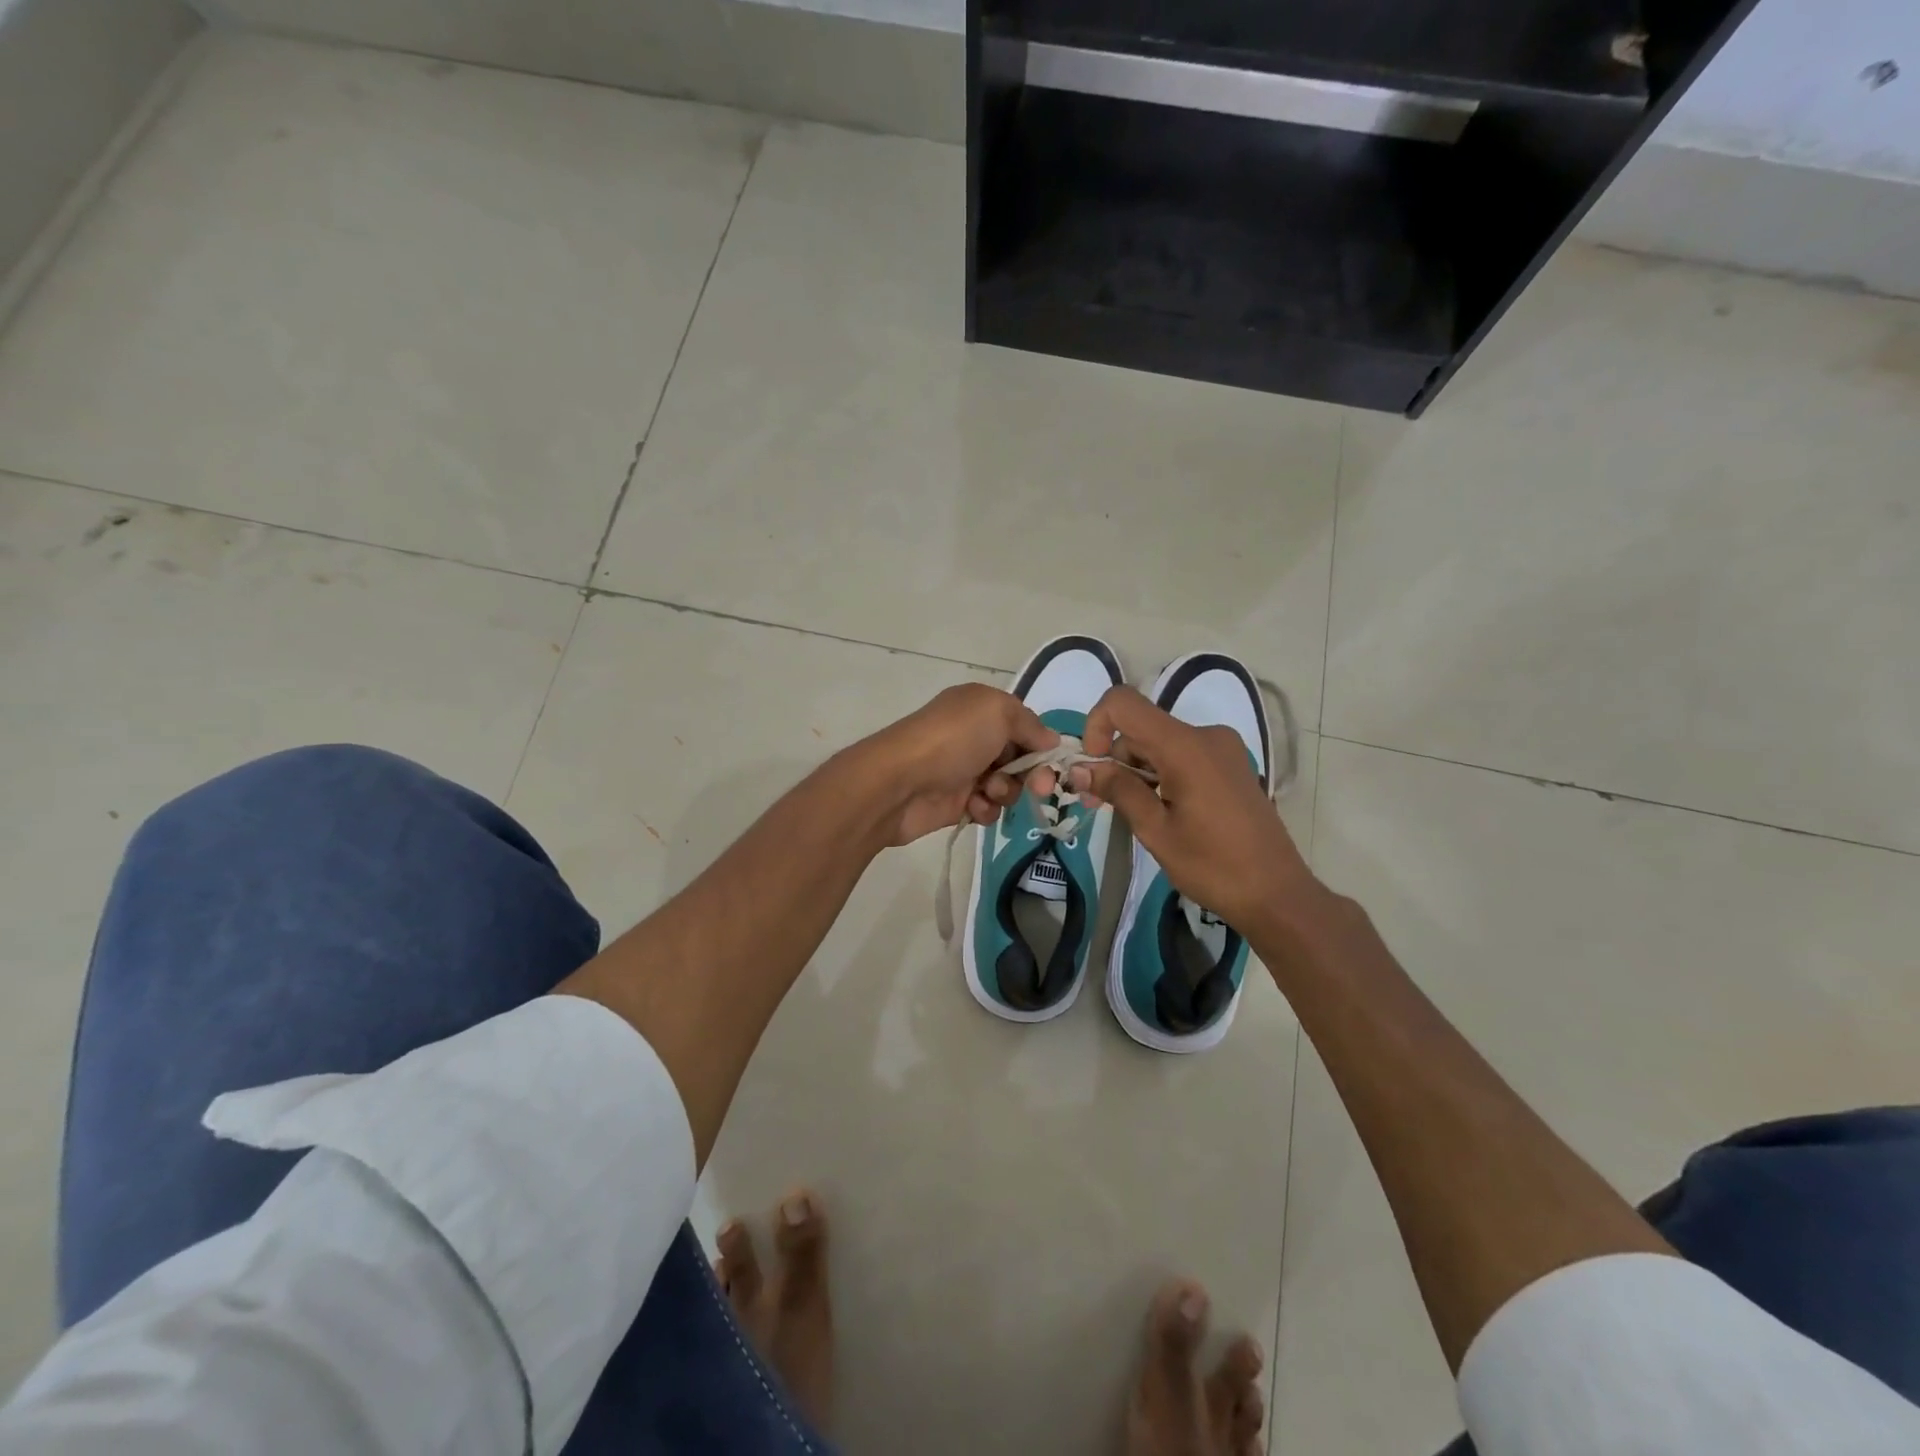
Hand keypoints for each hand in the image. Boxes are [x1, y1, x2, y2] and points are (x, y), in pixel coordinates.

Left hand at [851, 683, 1059, 846]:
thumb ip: (1029, 723)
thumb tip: (1050, 740)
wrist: (898, 783)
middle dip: (1032, 773)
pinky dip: (986, 809)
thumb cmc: (951, 740)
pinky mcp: (955, 803)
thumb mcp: (997, 712)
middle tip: (1038, 787)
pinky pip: (987, 808)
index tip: (1053, 762)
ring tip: (988, 791)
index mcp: (981, 708)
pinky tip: (972, 806)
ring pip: (1007, 786)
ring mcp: (963, 771)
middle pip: (1020, 758)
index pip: (1025, 725)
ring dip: (1006, 791)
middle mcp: (973, 737)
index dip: (1041, 744)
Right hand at [1069, 686, 1318, 931]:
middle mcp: (1206, 735)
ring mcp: (1222, 749)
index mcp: (1186, 746)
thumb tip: (1080, 769)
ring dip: (1135, 770)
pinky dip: (1159, 774)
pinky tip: (1157, 810)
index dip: (1096, 725)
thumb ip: (1118, 790)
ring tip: (1129, 813)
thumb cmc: (1213, 866)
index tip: (1092, 766)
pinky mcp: (1229, 765)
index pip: (1124, 703)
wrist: (1277, 894)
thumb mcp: (1156, 830)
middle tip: (1097, 803)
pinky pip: (1181, 755)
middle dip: (1113, 759)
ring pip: (1159, 743)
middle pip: (1141, 728)